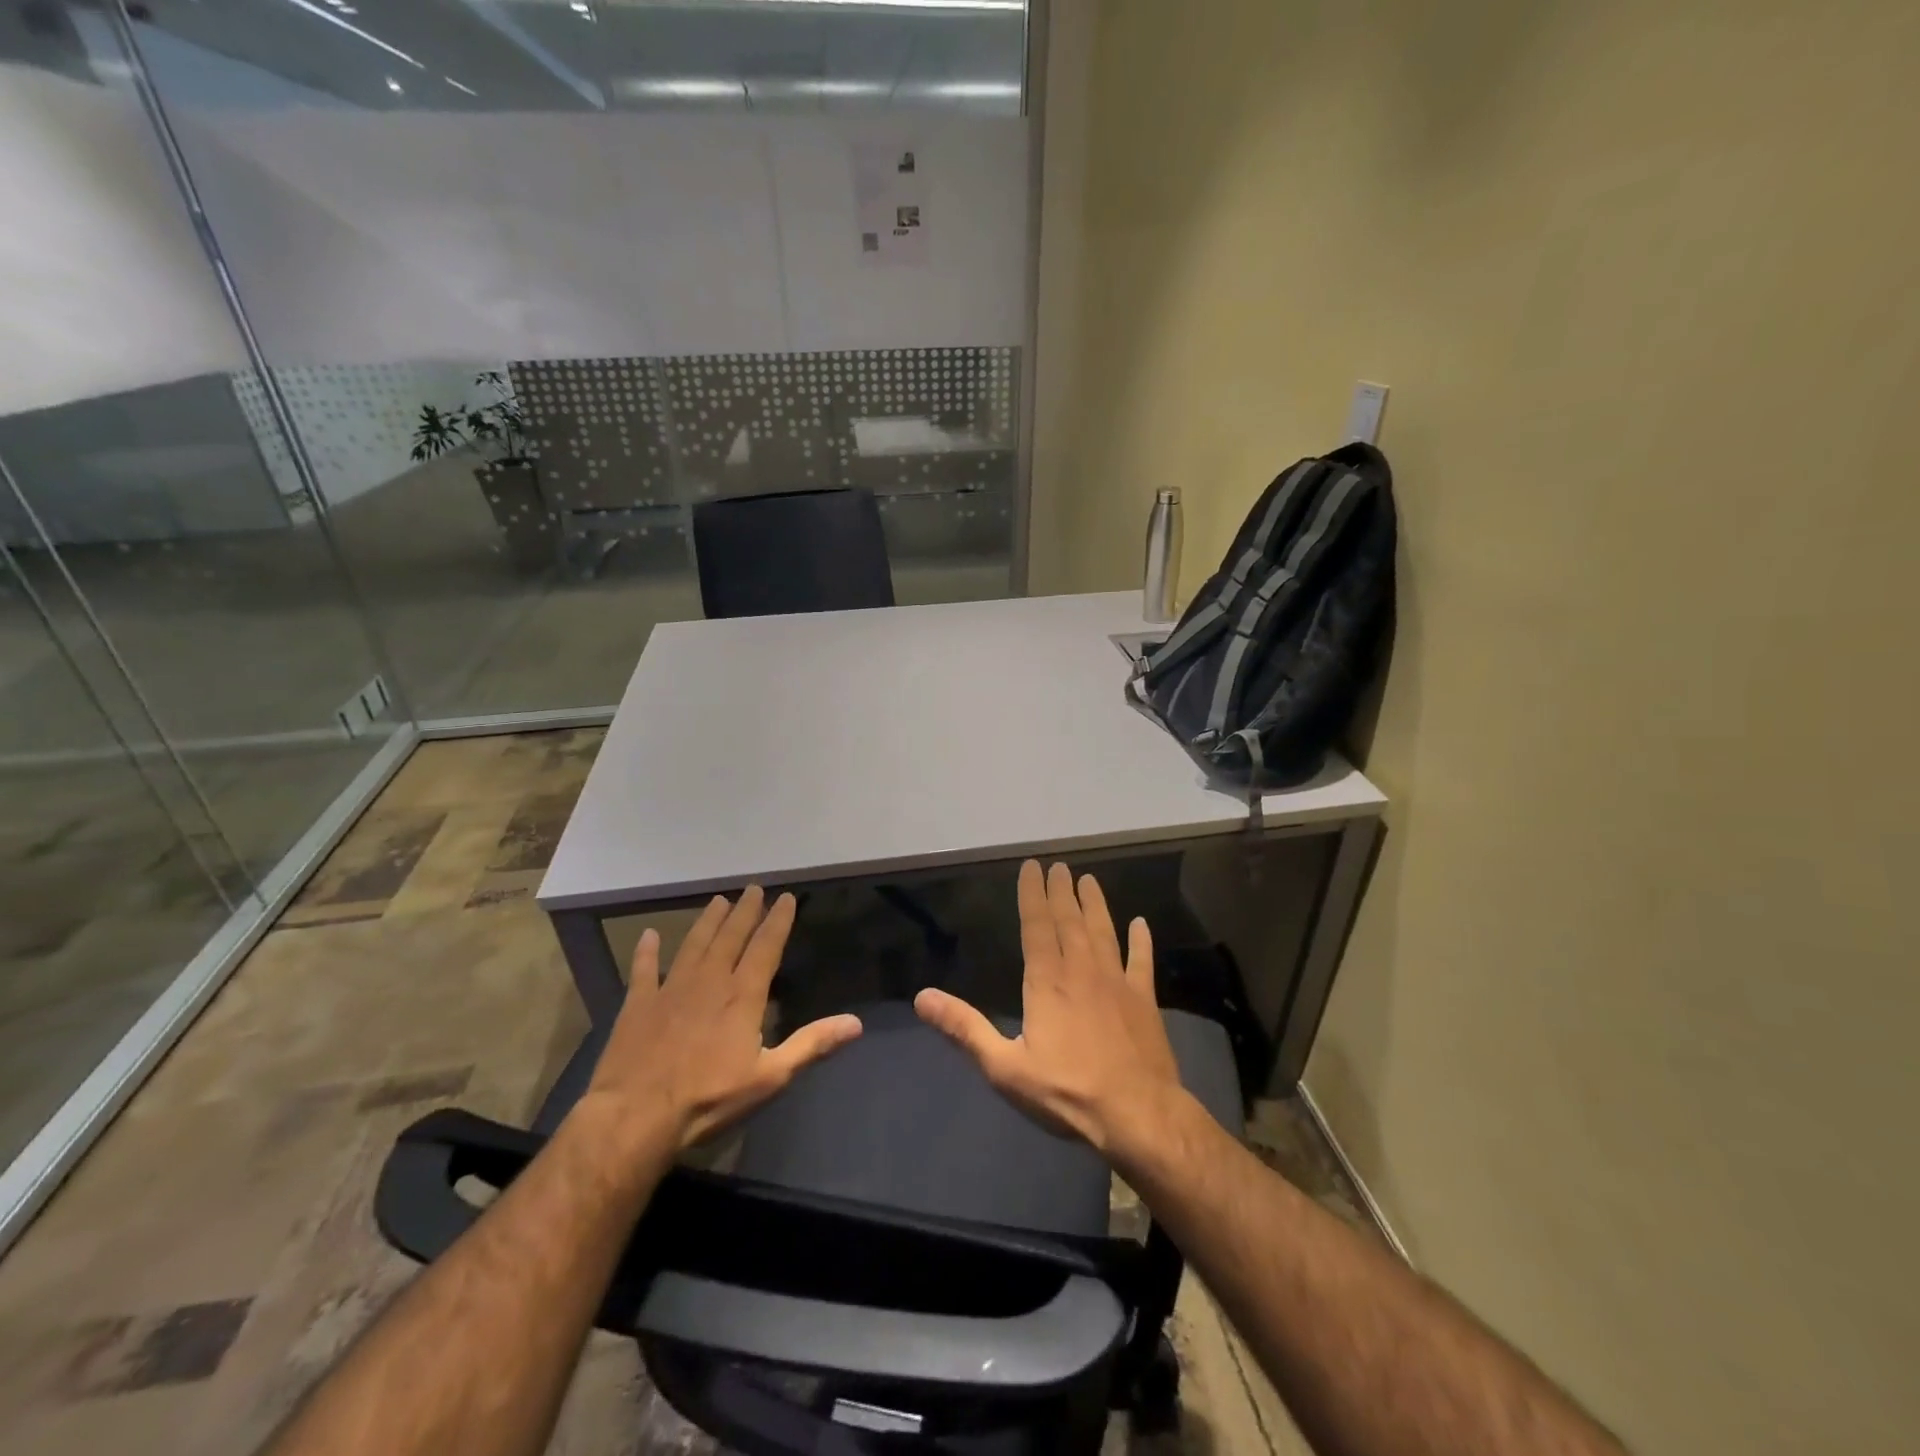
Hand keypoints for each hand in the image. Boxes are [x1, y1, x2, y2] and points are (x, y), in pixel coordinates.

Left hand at [578, 887, 862, 1156]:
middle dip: (745, 912)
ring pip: (693, 944)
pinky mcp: (638, 1005)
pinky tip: (648, 935)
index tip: (786, 898)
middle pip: (730, 937)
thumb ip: (812, 1045)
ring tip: (718, 901)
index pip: (765, 947)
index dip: (778, 921)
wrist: (635, 1116)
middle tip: (753, 888)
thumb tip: (856, 1023)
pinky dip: (646, 951)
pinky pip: (643, 970)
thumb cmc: (708, 1099)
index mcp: (742, 995)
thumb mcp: (770, 1077)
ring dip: (707, 922)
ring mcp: (670, 989)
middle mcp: (709, 981)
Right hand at [915, 861, 1185, 1161]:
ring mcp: (1117, 983)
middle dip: (1063, 892)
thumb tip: (922, 997)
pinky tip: (1141, 924)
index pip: (1037, 926)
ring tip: (1090, 881)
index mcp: (1047, 982)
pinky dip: (1141, 941)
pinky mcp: (1144, 1001)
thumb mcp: (1004, 1067)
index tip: (1033, 866)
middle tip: (1060, 866)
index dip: (1033, 895)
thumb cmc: (1066, 1092)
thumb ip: (965, 1029)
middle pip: (1070, 922)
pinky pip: (1141, 962)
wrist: (1137, 1115)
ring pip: (1104, 933)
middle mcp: (1082, 971)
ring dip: (1096, 905)